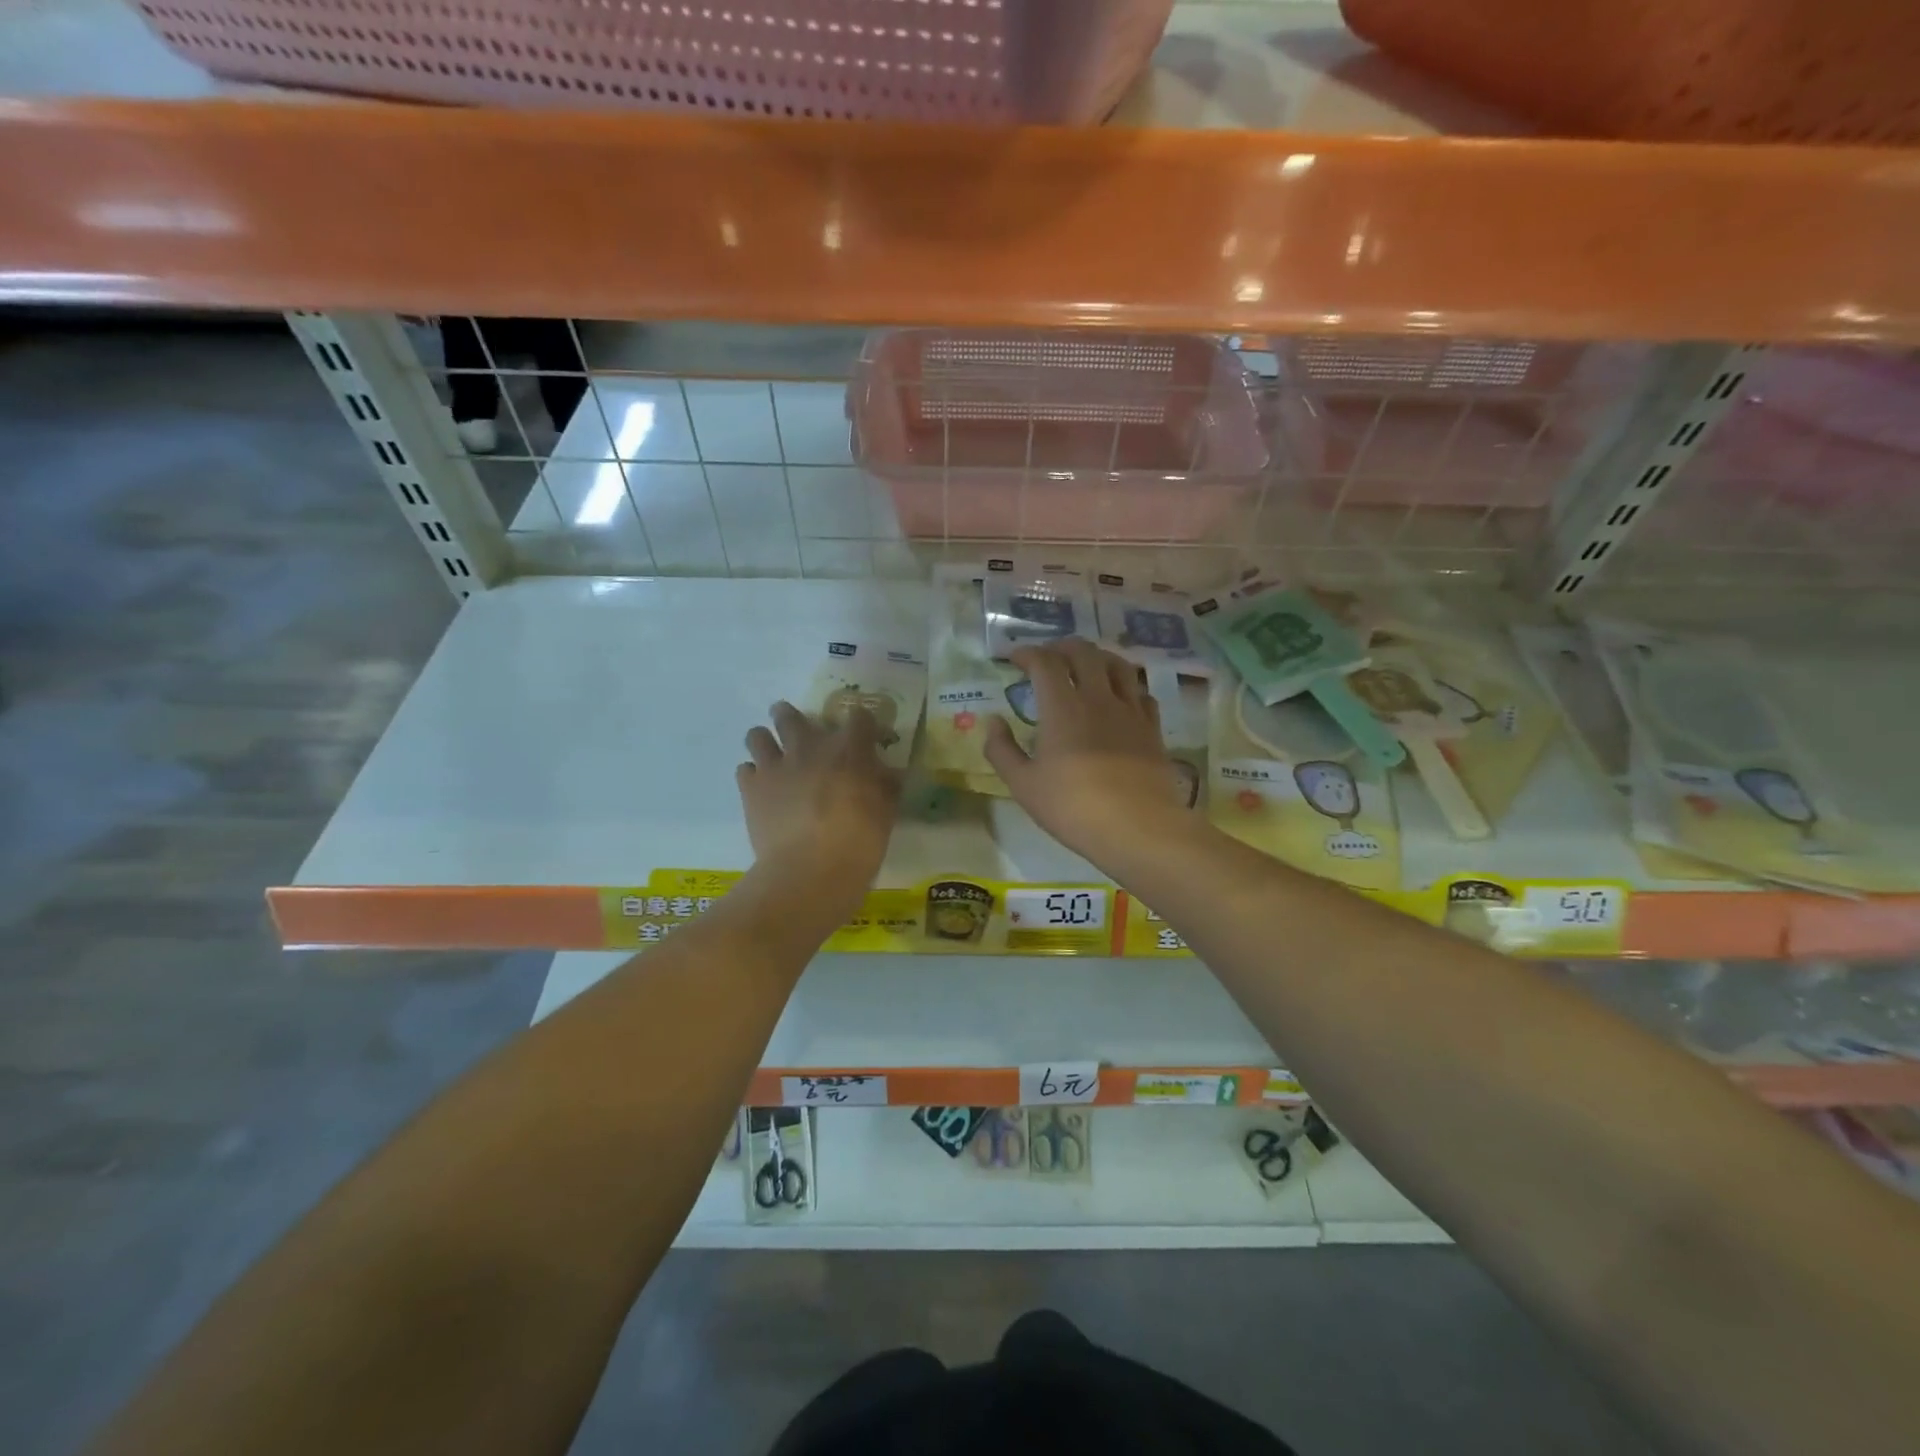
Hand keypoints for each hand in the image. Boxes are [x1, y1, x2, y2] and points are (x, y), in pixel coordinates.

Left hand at [737, 701, 897, 914]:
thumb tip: (888, 775)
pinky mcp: (751, 788)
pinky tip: (762, 790)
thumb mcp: (886, 813)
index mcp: (849, 749)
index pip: (859, 716)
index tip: (865, 737)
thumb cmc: (859, 843)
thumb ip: (885, 787)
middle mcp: (809, 747)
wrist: (810, 872)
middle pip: (790, 714)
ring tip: (772, 757)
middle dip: (791, 718)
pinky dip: (753, 776)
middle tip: (798, 733)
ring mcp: (775, 765)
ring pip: (758, 735)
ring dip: (765, 742)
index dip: (862, 724)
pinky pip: (745, 769)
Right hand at [985, 640, 1191, 863]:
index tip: (1014, 658)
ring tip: (1087, 666)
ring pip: (1118, 664)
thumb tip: (992, 721)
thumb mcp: (1023, 784)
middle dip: (1062, 646)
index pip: (1044, 662)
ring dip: (1098, 657)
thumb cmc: (1072, 807)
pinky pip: (1142, 693)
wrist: (1137, 827)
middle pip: (1084, 652)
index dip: (1027, 653)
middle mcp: (1098, 697)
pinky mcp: (1153, 728)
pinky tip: (1121, 698)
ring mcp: (1130, 711)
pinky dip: (1127, 686)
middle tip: (1048, 657)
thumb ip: (1002, 749)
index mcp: (1062, 707)